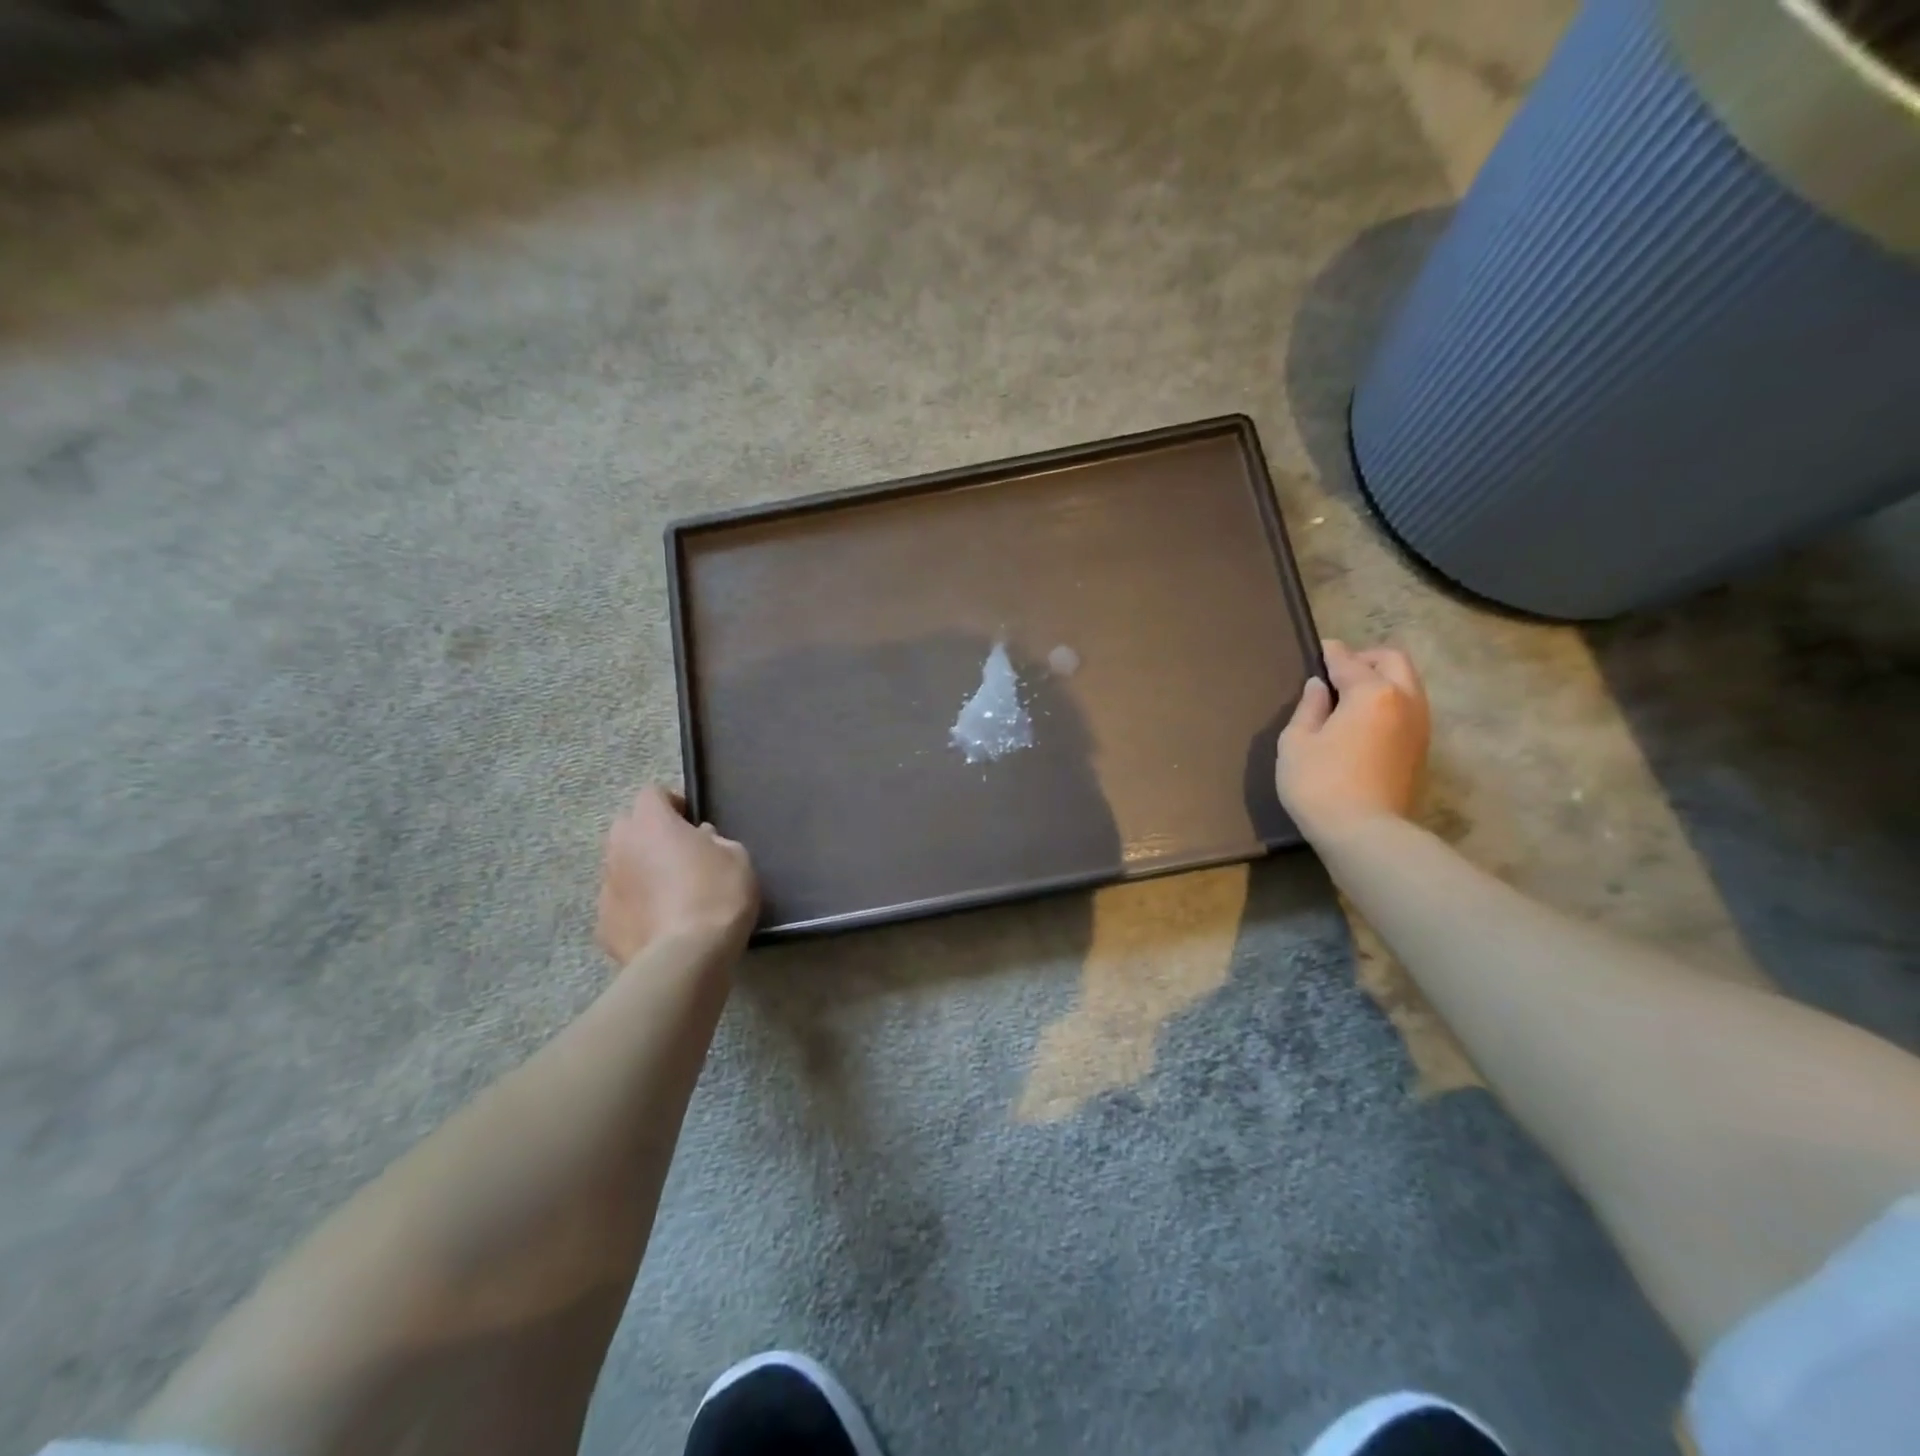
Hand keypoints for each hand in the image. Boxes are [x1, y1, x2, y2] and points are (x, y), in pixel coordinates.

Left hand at [596, 786, 758, 964]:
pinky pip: (619, 905)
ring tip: (669, 893)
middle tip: (678, 853)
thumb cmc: (718, 895)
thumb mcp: (736, 857)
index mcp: (651, 823)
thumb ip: (714, 840)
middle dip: (648, 834)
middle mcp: (619, 848)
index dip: (672, 803)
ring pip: (620, 867)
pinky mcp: (602, 925)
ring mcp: (606, 888)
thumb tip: (700, 839)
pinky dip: (635, 908)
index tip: (692, 821)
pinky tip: (659, 924)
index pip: (651, 793)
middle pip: (627, 827)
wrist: (687, 957)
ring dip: (640, 871)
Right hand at [1275, 639, 1430, 844]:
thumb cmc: (1320, 783)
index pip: (1349, 661)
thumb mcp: (1297, 742)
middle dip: (1366, 659)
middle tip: (1338, 672)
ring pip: (1408, 684)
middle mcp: (1405, 701)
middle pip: (1393, 661)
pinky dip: (1389, 702)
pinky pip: (1408, 709)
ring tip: (1351, 696)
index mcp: (1372, 693)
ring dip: (1382, 680)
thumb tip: (1319, 687)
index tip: (1319, 649)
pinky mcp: (1421, 750)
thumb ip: (1308, 708)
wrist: (1365, 834)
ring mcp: (1419, 727)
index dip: (1331, 653)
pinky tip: (1364, 721)